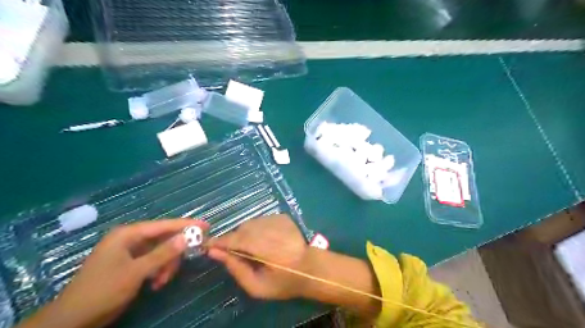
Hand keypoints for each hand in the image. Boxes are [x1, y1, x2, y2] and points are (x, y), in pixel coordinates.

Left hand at [20, 219, 207, 327]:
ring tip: (162, 281)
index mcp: (128, 234)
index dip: (186, 225)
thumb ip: (163, 253)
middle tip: (183, 263)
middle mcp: (130, 239)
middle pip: (164, 239)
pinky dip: (158, 271)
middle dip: (173, 253)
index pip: (164, 225)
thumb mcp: (136, 272)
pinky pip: (153, 261)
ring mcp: (130, 251)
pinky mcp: (130, 264)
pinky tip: (156, 283)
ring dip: (166, 266)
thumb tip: (187, 236)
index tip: (206, 225)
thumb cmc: (103, 291)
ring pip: (161, 252)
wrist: (73, 320)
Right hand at [209, 214, 312, 300]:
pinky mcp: (282, 216)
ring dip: (245, 234)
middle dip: (233, 239)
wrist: (311, 267)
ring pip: (251, 223)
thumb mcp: (257, 286)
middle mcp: (270, 228)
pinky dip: (257, 229)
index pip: (234, 239)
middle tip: (235, 253)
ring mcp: (277, 220)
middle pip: (241, 229)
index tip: (208, 246)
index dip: (219, 242)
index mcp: (264, 248)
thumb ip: (235, 268)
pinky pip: (261, 220)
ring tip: (253, 248)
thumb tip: (215, 252)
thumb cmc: (283, 281)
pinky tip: (265, 240)